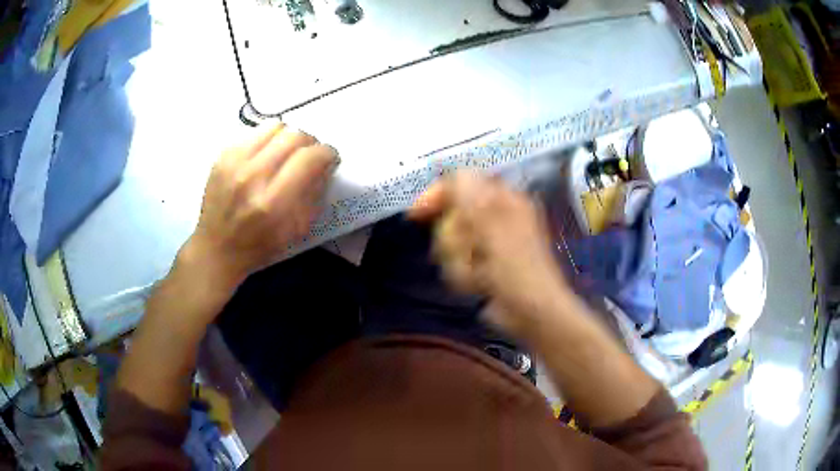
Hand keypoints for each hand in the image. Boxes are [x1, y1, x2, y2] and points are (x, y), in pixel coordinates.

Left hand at [184, 123, 338, 290]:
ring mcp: (234, 162)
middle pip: (294, 136)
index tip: (329, 159)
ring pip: (275, 127)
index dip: (327, 153)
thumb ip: (313, 194)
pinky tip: (265, 157)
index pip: (309, 158)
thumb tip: (324, 165)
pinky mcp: (222, 155)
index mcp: (273, 202)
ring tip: (286, 153)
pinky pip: (254, 133)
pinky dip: (267, 141)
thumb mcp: (296, 230)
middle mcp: (252, 176)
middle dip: (310, 143)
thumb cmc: (259, 245)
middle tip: (309, 155)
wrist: (216, 247)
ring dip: (288, 138)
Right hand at [409, 171, 569, 340]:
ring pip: (450, 240)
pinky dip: (462, 273)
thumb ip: (470, 196)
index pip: (461, 182)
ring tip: (477, 273)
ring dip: (457, 260)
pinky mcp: (482, 263)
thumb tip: (453, 170)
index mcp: (504, 198)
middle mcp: (495, 214)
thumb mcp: (493, 228)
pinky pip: (456, 260)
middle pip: (451, 214)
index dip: (437, 194)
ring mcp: (488, 240)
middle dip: (453, 238)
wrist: (531, 312)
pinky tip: (477, 284)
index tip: (416, 213)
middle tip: (468, 252)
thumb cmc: (517, 269)